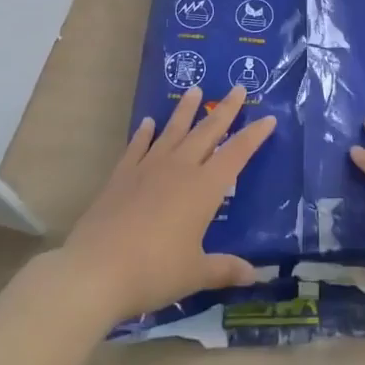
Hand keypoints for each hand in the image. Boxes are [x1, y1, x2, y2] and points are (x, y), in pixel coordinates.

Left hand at [58, 85, 274, 325]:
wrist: (95, 270)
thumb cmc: (154, 271)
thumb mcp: (195, 273)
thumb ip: (225, 269)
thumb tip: (255, 276)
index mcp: (204, 188)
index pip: (237, 153)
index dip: (254, 136)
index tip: (269, 118)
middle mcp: (180, 169)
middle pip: (207, 132)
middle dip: (226, 110)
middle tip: (237, 88)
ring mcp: (148, 169)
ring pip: (173, 131)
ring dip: (186, 110)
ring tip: (195, 90)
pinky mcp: (121, 176)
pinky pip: (137, 147)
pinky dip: (144, 133)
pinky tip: (148, 123)